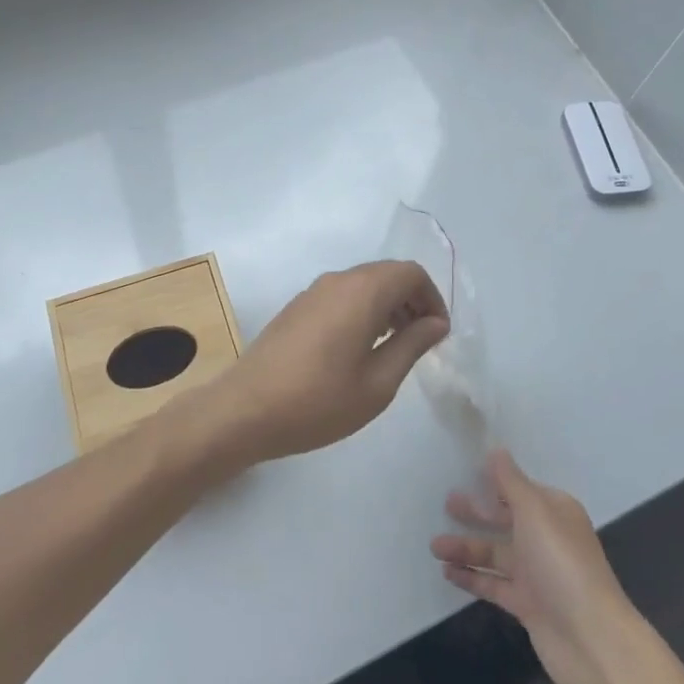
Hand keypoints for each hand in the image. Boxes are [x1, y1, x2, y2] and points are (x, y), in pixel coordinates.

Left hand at [194, 261, 448, 465]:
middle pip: (387, 274)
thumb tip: (436, 323)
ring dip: (387, 306)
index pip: (411, 273)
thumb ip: (412, 345)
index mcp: (362, 292)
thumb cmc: (318, 401)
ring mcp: (313, 291)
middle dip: (412, 300)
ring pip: (363, 284)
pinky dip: (363, 310)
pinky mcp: (297, 306)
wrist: (245, 410)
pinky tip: (360, 348)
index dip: (433, 298)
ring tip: (395, 347)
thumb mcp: (378, 383)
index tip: (438, 334)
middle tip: (422, 341)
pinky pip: (342, 295)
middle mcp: (338, 280)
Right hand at [432, 449, 638, 683]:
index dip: (493, 482)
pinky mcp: (527, 605)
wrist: (592, 640)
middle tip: (445, 504)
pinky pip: (493, 584)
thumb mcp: (535, 512)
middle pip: (505, 520)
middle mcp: (546, 539)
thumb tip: (496, 450)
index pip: (519, 490)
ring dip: (466, 548)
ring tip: (434, 545)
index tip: (464, 473)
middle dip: (476, 513)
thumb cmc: (562, 564)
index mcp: (554, 512)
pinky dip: (471, 576)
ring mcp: (537, 574)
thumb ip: (511, 482)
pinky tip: (447, 571)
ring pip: (495, 553)